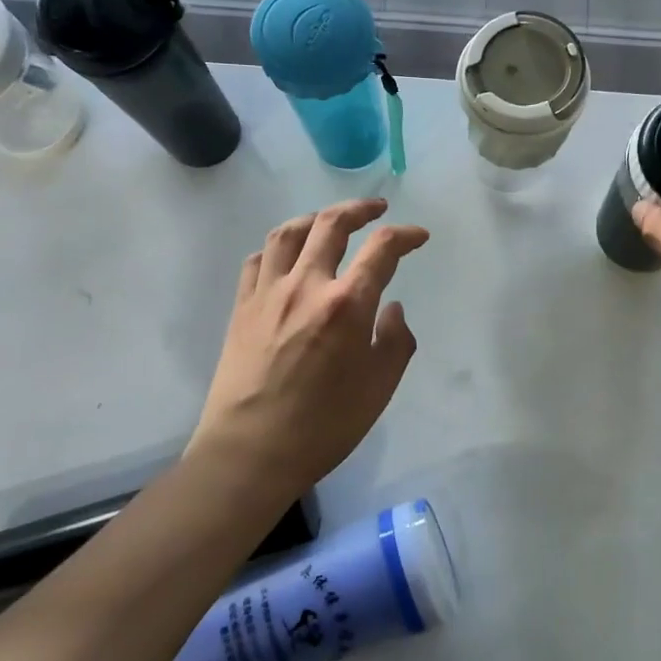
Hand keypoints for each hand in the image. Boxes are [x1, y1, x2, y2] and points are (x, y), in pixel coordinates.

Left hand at [191, 199, 428, 502]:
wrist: (250, 452)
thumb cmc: (324, 425)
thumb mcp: (380, 387)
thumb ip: (395, 340)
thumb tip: (390, 308)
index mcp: (347, 303)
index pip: (382, 249)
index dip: (405, 235)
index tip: (419, 237)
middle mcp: (307, 285)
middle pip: (331, 224)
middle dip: (359, 209)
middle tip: (377, 209)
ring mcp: (268, 293)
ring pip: (288, 233)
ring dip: (315, 218)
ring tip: (329, 221)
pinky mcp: (241, 308)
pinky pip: (258, 261)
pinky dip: (277, 249)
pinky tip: (287, 258)